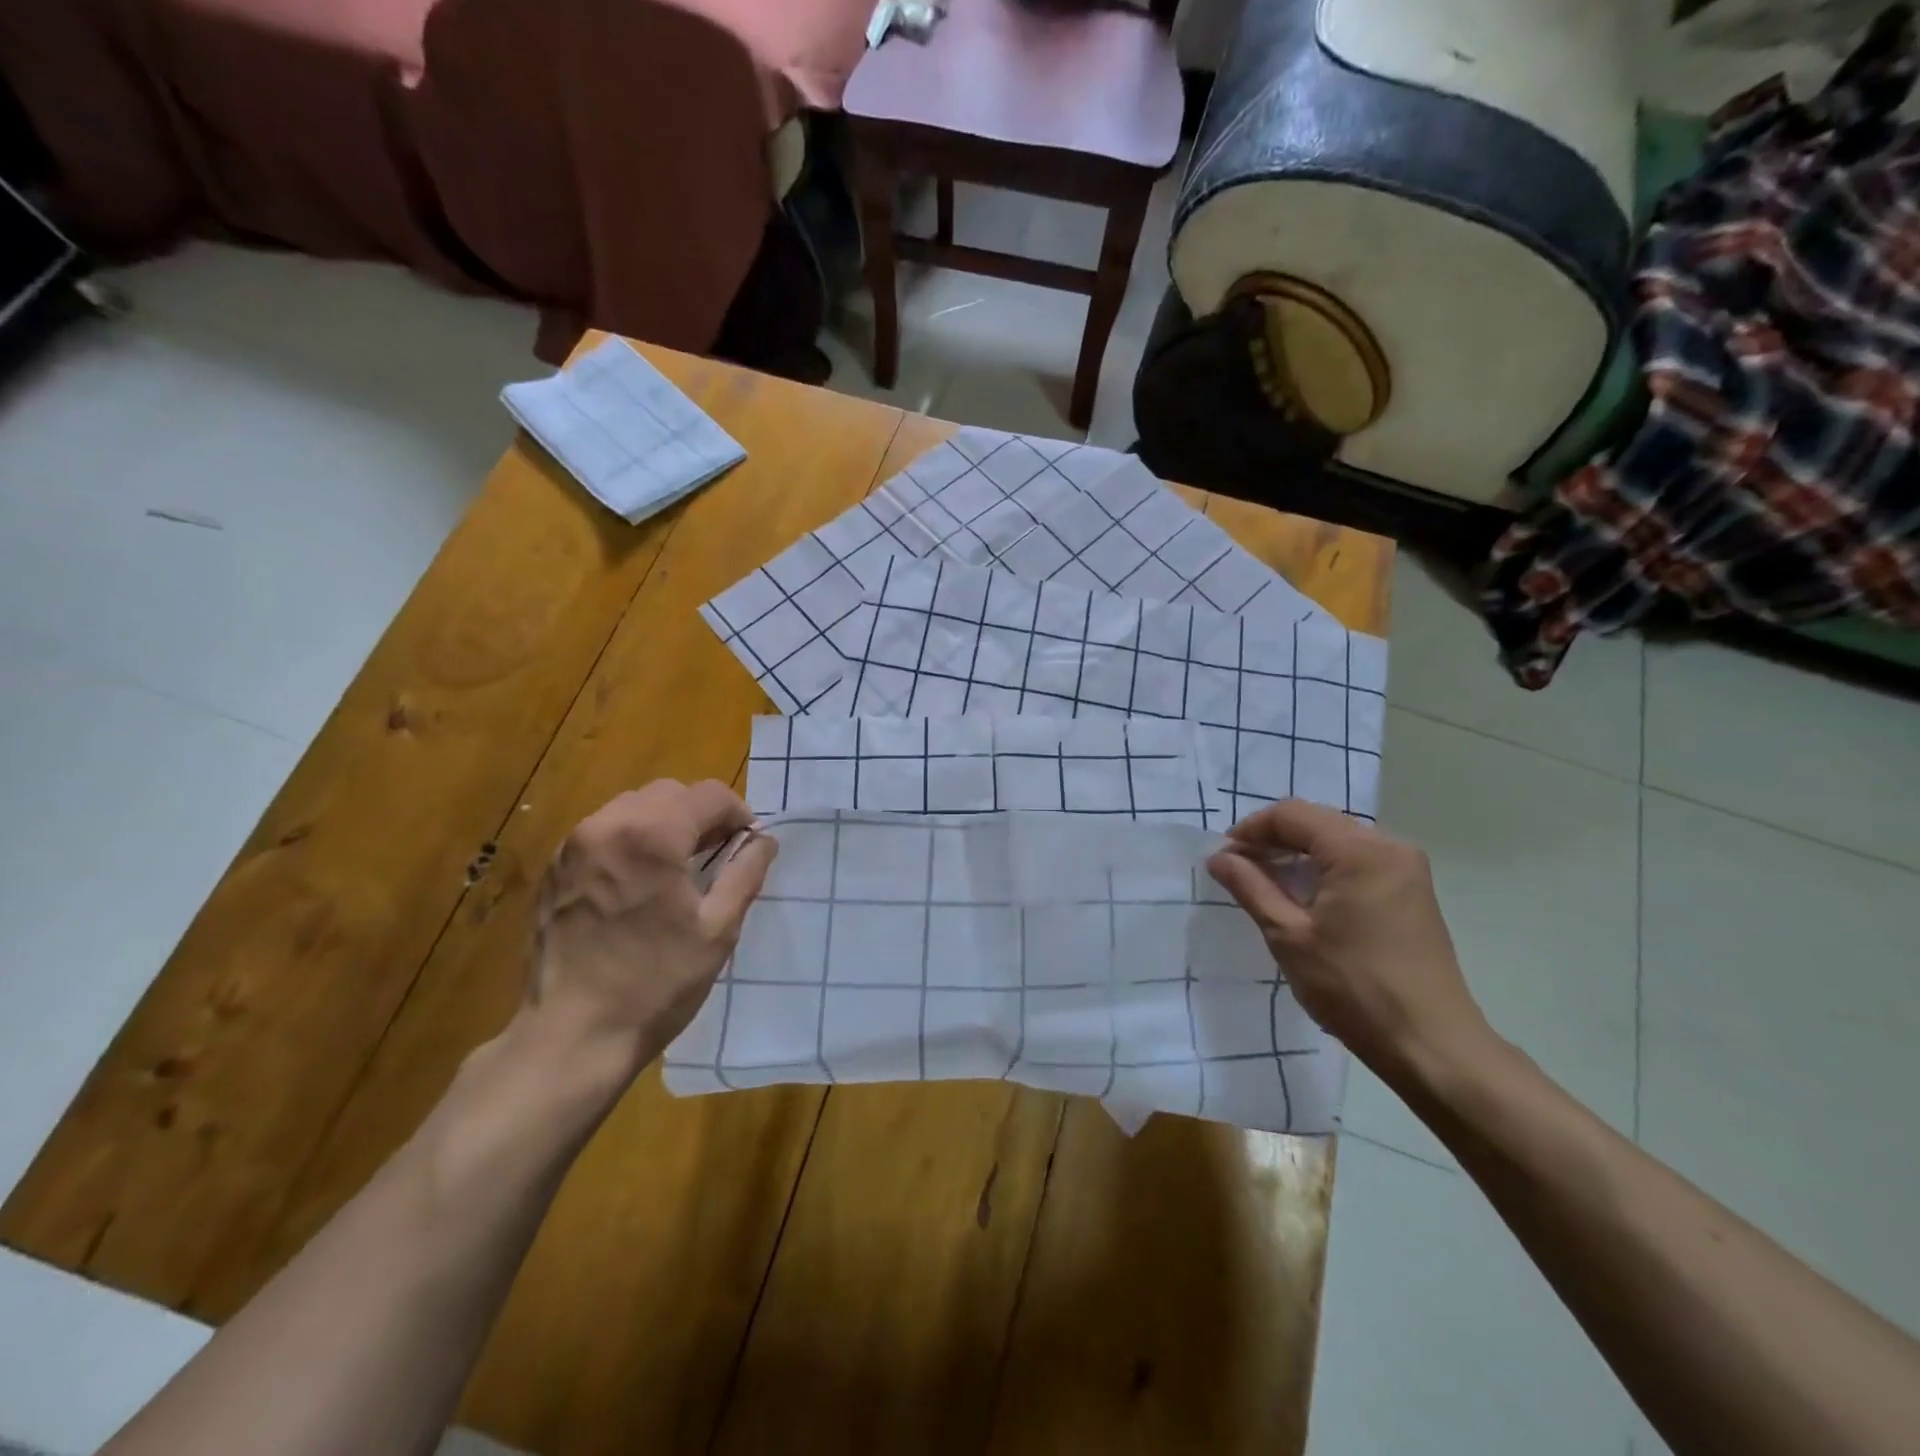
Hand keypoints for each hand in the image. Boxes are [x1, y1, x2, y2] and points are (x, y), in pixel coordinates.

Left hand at [528, 779, 777, 1073]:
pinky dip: (632, 840)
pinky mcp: (554, 870)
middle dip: (701, 815)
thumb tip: (764, 841)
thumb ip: (745, 873)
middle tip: (719, 854)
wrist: (572, 1037)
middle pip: (669, 793)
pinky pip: (604, 832)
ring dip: (666, 823)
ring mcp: (573, 846)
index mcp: (651, 835)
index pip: (708, 794)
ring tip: (680, 866)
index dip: (738, 813)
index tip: (749, 844)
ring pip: (633, 807)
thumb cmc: (655, 984)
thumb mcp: (718, 930)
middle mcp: (607, 825)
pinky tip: (641, 882)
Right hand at [1206, 800, 1492, 1085]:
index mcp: (1360, 850)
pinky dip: (1324, 869)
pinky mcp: (1413, 892)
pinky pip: (1358, 861)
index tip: (1224, 858)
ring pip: (1337, 841)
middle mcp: (1390, 846)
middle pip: (1317, 822)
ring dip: (1298, 855)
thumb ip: (1250, 887)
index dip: (1252, 830)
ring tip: (1266, 885)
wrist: (1431, 1046)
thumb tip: (1219, 857)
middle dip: (1274, 840)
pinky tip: (1305, 898)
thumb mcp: (1288, 935)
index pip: (1292, 814)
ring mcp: (1407, 869)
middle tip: (1239, 870)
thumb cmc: (1354, 988)